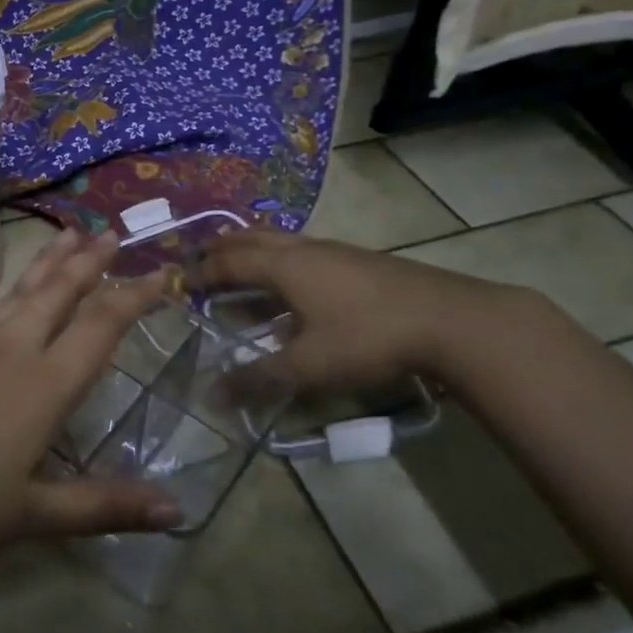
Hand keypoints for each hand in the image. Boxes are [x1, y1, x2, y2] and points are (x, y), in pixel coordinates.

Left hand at [0, 231, 183, 567]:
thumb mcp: (31, 515)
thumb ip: (102, 506)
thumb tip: (177, 512)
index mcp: (44, 387)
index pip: (102, 328)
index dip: (135, 297)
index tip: (160, 272)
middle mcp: (11, 350)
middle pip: (59, 294)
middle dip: (90, 263)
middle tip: (112, 233)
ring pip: (18, 290)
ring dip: (46, 261)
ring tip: (69, 232)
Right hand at [192, 230, 516, 394]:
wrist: (452, 321)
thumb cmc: (368, 338)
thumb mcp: (308, 365)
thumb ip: (258, 379)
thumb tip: (211, 395)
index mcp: (284, 266)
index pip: (229, 262)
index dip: (202, 271)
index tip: (180, 280)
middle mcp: (304, 249)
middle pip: (252, 238)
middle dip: (222, 246)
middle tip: (200, 255)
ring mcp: (335, 250)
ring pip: (281, 239)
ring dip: (253, 247)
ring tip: (240, 258)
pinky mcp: (360, 259)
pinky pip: (304, 248)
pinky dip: (281, 255)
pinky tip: (296, 278)